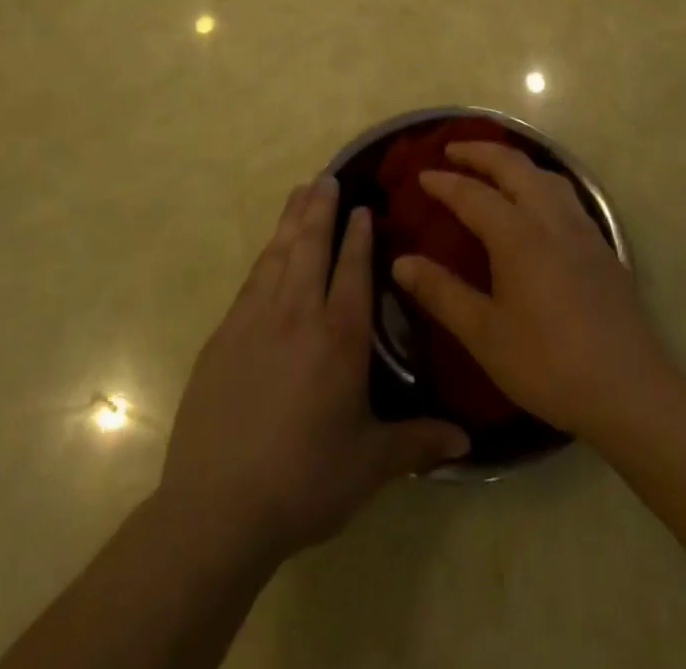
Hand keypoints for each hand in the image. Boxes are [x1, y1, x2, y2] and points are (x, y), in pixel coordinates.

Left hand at [160, 175, 468, 562]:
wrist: (217, 508)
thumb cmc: (305, 481)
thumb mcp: (370, 465)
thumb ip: (418, 442)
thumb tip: (467, 440)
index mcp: (339, 338)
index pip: (352, 270)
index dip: (358, 235)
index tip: (362, 206)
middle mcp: (297, 315)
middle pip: (310, 246)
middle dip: (321, 209)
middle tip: (327, 176)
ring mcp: (254, 321)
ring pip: (278, 254)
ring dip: (291, 220)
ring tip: (300, 191)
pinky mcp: (223, 336)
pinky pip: (251, 280)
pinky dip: (265, 255)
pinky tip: (269, 249)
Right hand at [391, 141, 667, 440]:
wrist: (629, 389)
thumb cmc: (548, 364)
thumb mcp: (484, 334)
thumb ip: (441, 293)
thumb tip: (400, 263)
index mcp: (518, 235)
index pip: (473, 194)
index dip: (444, 183)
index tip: (421, 176)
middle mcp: (550, 218)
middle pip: (513, 166)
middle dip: (480, 152)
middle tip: (452, 150)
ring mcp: (581, 228)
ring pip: (544, 174)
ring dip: (513, 162)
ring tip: (493, 168)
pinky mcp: (600, 245)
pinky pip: (564, 193)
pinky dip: (538, 180)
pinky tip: (536, 203)